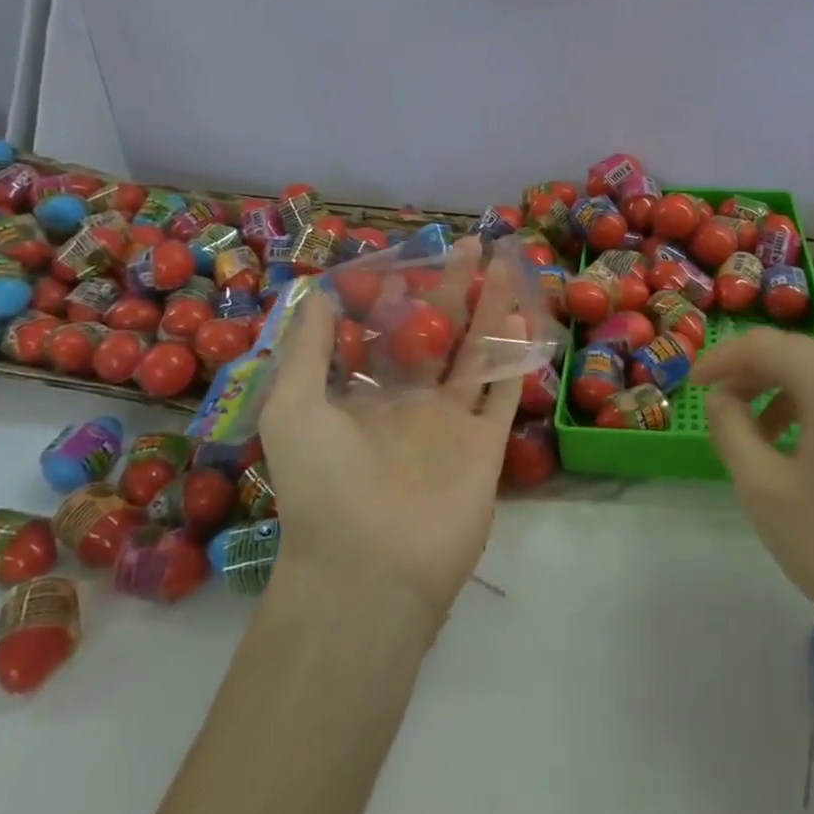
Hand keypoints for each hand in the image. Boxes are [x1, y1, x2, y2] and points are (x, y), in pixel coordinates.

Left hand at [257, 244, 525, 627]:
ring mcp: (452, 423)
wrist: (368, 568)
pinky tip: (522, 320)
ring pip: (478, 353)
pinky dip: (515, 357)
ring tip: (506, 266)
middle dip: (454, 288)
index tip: (409, 261)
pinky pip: (503, 392)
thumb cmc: (323, 484)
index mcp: (366, 397)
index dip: (397, 298)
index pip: (386, 335)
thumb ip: (307, 349)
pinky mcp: (485, 445)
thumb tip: (318, 294)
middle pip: (439, 333)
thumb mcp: (292, 407)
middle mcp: (412, 404)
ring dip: (493, 310)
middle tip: (471, 244)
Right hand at [694, 328, 813, 684]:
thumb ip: (731, 429)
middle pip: (797, 354)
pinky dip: (812, 408)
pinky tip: (797, 449)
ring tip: (753, 433)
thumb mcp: (764, 489)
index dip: (721, 358)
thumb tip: (722, 398)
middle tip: (716, 405)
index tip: (691, 385)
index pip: (766, 345)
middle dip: (750, 373)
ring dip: (780, 391)